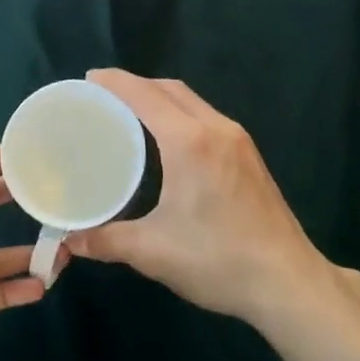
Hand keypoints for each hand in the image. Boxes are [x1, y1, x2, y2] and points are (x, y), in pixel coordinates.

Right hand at [63, 70, 328, 328]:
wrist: (289, 282)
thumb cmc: (218, 260)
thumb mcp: (154, 252)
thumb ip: (107, 240)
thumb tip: (70, 241)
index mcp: (189, 141)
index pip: (145, 95)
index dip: (115, 82)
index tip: (89, 78)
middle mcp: (215, 128)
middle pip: (169, 89)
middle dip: (135, 84)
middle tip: (103, 96)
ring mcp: (237, 140)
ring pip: (191, 100)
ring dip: (160, 96)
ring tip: (129, 112)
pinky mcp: (248, 155)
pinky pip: (206, 116)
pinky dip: (179, 112)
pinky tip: (167, 137)